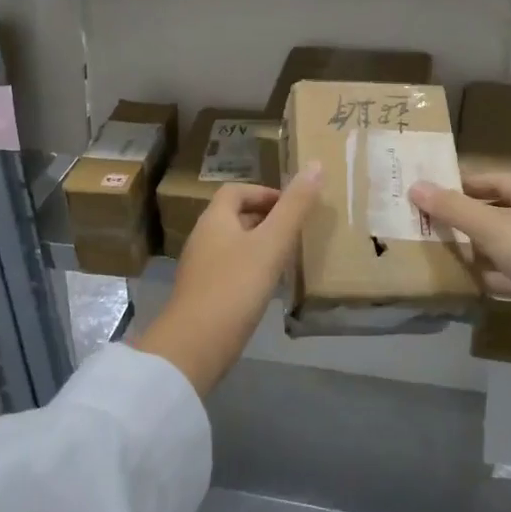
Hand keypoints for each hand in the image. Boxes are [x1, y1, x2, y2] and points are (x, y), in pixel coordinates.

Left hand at [131, 165, 321, 396]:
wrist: (195, 346)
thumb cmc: (235, 286)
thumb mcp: (271, 244)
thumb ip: (294, 207)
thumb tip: (316, 165)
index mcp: (215, 219)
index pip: (237, 191)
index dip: (265, 193)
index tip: (293, 207)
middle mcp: (203, 237)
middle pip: (235, 216)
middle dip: (266, 219)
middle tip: (297, 231)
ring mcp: (200, 268)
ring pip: (234, 245)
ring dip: (260, 245)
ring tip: (288, 258)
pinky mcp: (203, 295)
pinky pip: (231, 270)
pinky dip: (251, 270)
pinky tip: (268, 287)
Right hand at [410, 172, 510, 408]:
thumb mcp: (490, 225)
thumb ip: (452, 207)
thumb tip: (415, 186)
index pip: (493, 179)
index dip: (463, 183)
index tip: (431, 190)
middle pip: (495, 212)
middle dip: (463, 217)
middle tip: (426, 220)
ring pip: (499, 245)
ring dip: (472, 248)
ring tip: (434, 248)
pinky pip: (505, 275)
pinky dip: (486, 276)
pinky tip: (460, 280)